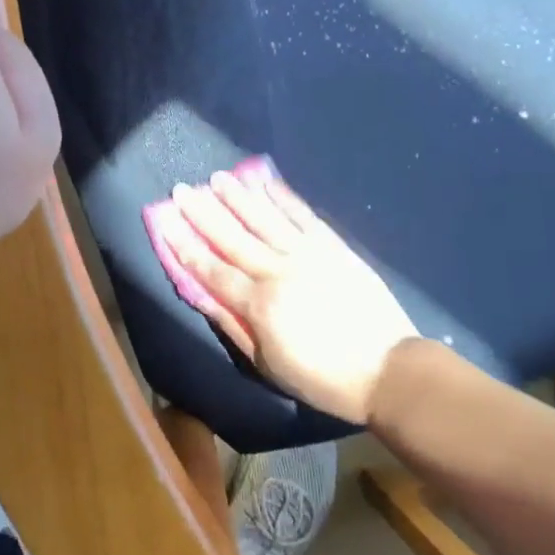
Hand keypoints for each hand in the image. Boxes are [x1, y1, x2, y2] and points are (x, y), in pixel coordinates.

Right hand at [164, 165, 423, 423]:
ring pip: (266, 218)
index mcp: (260, 304)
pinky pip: (303, 216)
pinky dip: (284, 198)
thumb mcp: (268, 364)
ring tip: (218, 177)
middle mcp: (279, 271)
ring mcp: (309, 255)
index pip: (213, 269)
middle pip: (234, 236)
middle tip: (183, 188)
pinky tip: (267, 183)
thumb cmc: (322, 377)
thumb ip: (232, 325)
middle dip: (204, 212)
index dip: (186, 245)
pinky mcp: (334, 247)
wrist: (388, 370)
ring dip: (239, 196)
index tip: (166, 222)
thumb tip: (200, 295)